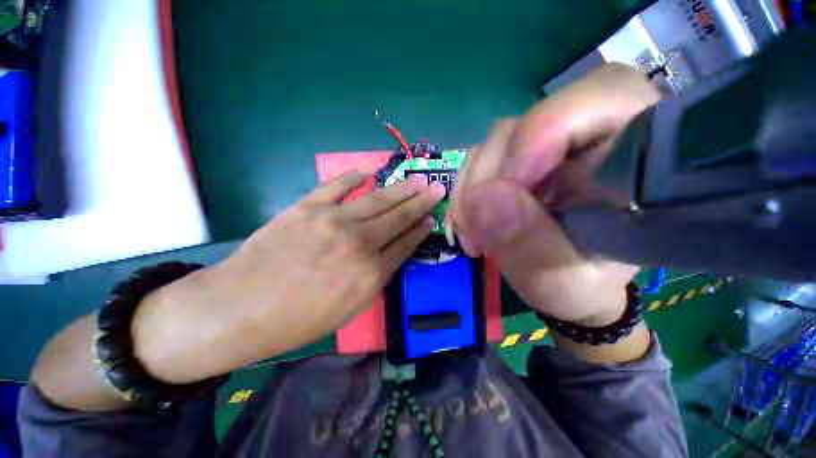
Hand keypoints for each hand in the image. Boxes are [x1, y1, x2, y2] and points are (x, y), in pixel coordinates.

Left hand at [133, 171, 445, 382]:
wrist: (240, 308)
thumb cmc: (299, 319)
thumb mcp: (350, 307)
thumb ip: (377, 276)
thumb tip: (393, 251)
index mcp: (371, 273)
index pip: (405, 243)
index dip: (420, 229)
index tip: (431, 218)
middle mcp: (359, 243)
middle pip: (398, 217)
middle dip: (421, 202)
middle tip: (436, 188)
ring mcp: (333, 221)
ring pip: (377, 200)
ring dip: (401, 189)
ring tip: (418, 179)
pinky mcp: (308, 208)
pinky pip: (337, 187)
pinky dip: (353, 177)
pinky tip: (368, 173)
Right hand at [448, 64, 659, 326]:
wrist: (567, 283)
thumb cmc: (581, 286)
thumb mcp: (563, 284)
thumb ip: (532, 248)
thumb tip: (485, 200)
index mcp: (636, 161)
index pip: (601, 96)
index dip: (540, 135)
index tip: (503, 196)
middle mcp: (591, 138)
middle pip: (526, 123)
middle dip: (488, 178)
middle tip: (477, 230)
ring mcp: (547, 146)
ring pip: (495, 142)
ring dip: (472, 189)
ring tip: (473, 234)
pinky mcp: (519, 159)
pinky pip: (480, 159)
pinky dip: (467, 190)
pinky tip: (470, 222)